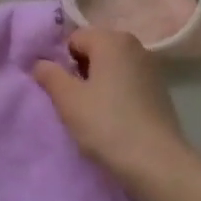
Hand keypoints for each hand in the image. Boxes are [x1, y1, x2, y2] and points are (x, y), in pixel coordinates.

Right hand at [33, 28, 194, 188]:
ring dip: (98, 83)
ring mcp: (151, 66)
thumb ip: (49, 75)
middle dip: (80, 71)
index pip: (74, 39)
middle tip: (74, 102)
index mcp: (111, 39)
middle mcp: (134, 45)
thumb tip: (40, 63)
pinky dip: (117, 93)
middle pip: (95, 50)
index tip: (60, 89)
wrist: (156, 161)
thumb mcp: (68, 100)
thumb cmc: (106, 124)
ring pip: (112, 67)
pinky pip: (128, 81)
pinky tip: (114, 118)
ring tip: (93, 112)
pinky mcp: (160, 89)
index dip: (62, 62)